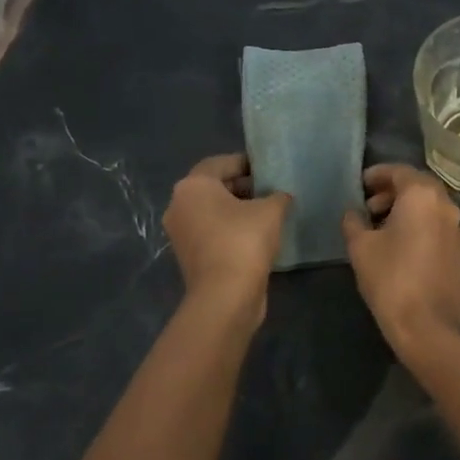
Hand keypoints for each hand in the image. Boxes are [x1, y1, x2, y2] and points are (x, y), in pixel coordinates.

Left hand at [164, 154, 291, 319]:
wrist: (225, 296)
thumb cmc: (244, 241)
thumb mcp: (271, 210)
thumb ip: (277, 196)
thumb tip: (280, 197)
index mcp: (192, 186)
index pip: (221, 163)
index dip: (248, 163)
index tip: (270, 170)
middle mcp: (179, 205)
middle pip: (214, 187)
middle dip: (243, 186)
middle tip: (272, 191)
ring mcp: (181, 233)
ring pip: (212, 211)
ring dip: (238, 209)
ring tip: (268, 213)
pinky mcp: (189, 255)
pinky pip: (212, 232)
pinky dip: (231, 229)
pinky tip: (257, 236)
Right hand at [342, 164, 459, 350]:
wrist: (428, 326)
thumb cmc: (390, 279)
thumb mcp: (360, 247)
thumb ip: (354, 222)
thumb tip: (353, 213)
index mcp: (423, 196)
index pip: (400, 171)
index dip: (378, 174)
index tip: (361, 185)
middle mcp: (448, 207)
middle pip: (420, 188)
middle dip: (394, 192)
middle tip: (371, 207)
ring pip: (433, 210)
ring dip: (410, 212)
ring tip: (386, 230)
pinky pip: (442, 231)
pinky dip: (424, 230)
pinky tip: (408, 251)